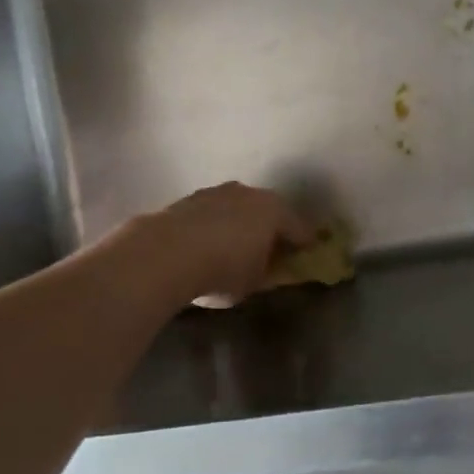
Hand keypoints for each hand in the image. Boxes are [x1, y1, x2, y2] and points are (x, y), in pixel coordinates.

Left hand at [146, 183, 313, 305]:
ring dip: (239, 223)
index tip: (309, 254)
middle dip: (270, 228)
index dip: (305, 243)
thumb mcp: (253, 282)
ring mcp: (217, 192)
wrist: (164, 252)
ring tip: (234, 245)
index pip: (299, 228)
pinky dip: (214, 225)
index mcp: (274, 211)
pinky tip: (206, 243)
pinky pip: (211, 213)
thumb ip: (266, 272)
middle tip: (271, 248)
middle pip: (268, 211)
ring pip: (237, 207)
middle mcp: (249, 193)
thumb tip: (268, 267)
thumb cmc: (222, 269)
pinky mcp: (188, 198)